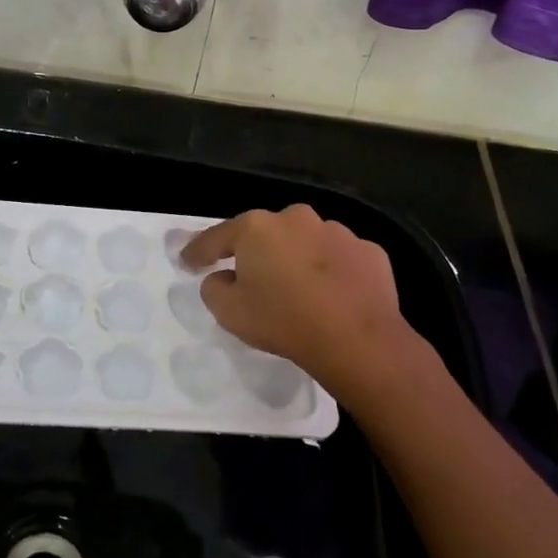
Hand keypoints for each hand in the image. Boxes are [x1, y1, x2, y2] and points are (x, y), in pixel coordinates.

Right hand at [182, 205, 422, 406]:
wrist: (357, 338)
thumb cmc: (284, 321)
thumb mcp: (230, 313)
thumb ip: (214, 289)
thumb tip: (221, 278)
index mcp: (257, 228)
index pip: (218, 237)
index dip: (199, 251)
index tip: (188, 261)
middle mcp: (296, 218)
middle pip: (266, 234)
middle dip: (257, 253)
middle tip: (253, 280)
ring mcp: (337, 231)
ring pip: (306, 243)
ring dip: (298, 260)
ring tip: (300, 292)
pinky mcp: (368, 251)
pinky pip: (340, 259)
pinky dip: (333, 272)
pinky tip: (334, 296)